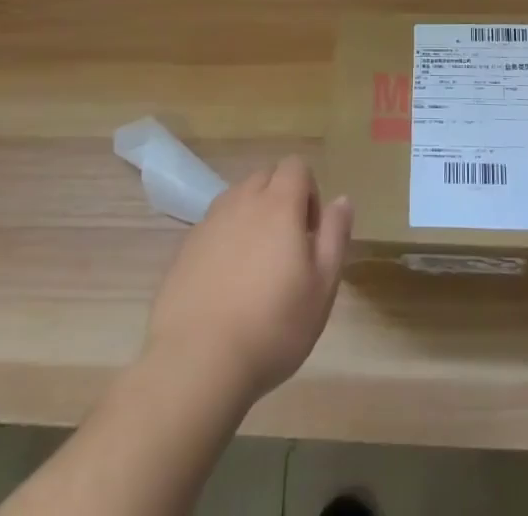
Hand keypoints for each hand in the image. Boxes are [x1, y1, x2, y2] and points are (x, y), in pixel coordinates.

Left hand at [143, 156, 351, 403]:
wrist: (197, 362)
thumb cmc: (272, 325)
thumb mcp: (322, 286)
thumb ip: (335, 235)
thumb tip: (342, 199)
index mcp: (278, 204)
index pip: (296, 166)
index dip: (309, 191)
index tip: (310, 233)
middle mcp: (242, 201)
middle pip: (265, 177)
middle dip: (280, 199)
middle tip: (286, 248)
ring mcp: (209, 223)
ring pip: (237, 200)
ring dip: (251, 217)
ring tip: (255, 266)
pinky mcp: (185, 249)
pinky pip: (213, 228)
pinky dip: (225, 241)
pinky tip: (226, 285)